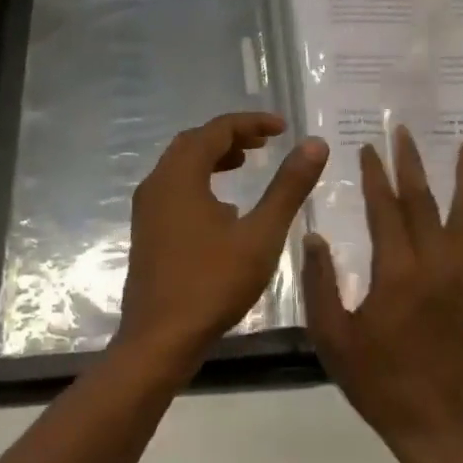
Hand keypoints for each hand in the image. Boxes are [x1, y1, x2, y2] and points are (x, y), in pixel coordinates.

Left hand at [119, 112, 328, 375]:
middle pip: (195, 142)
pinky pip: (174, 188)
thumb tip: (315, 144)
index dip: (251, 123)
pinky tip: (225, 207)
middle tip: (266, 142)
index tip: (283, 128)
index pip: (217, 130)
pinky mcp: (147, 230)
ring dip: (214, 157)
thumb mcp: (261, 234)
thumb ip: (288, 187)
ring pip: (181, 165)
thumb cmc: (213, 283)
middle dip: (231, 136)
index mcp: (180, 176)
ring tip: (247, 163)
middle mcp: (157, 183)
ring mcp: (147, 208)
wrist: (159, 340)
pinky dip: (201, 180)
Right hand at [302, 126, 462, 456]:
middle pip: (424, 202)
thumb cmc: (377, 380)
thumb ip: (320, 284)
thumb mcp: (333, 337)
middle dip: (411, 164)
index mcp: (397, 273)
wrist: (436, 422)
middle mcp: (435, 265)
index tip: (367, 148)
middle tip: (404, 132)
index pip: (385, 210)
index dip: (374, 177)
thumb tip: (313, 236)